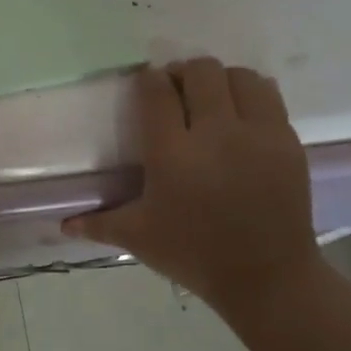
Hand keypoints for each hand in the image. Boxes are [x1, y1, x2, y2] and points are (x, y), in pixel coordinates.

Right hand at [65, 59, 321, 315]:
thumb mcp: (138, 238)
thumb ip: (98, 223)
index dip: (147, 80)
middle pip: (200, 72)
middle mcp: (215, 133)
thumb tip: (63, 225)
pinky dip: (250, 96)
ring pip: (239, 76)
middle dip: (182, 73)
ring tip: (210, 100)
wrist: (266, 277)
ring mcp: (257, 134)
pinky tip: (239, 117)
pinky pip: (269, 98)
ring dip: (220, 80)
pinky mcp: (288, 142)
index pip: (156, 93)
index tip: (144, 83)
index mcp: (172, 154)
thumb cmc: (193, 254)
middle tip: (175, 91)